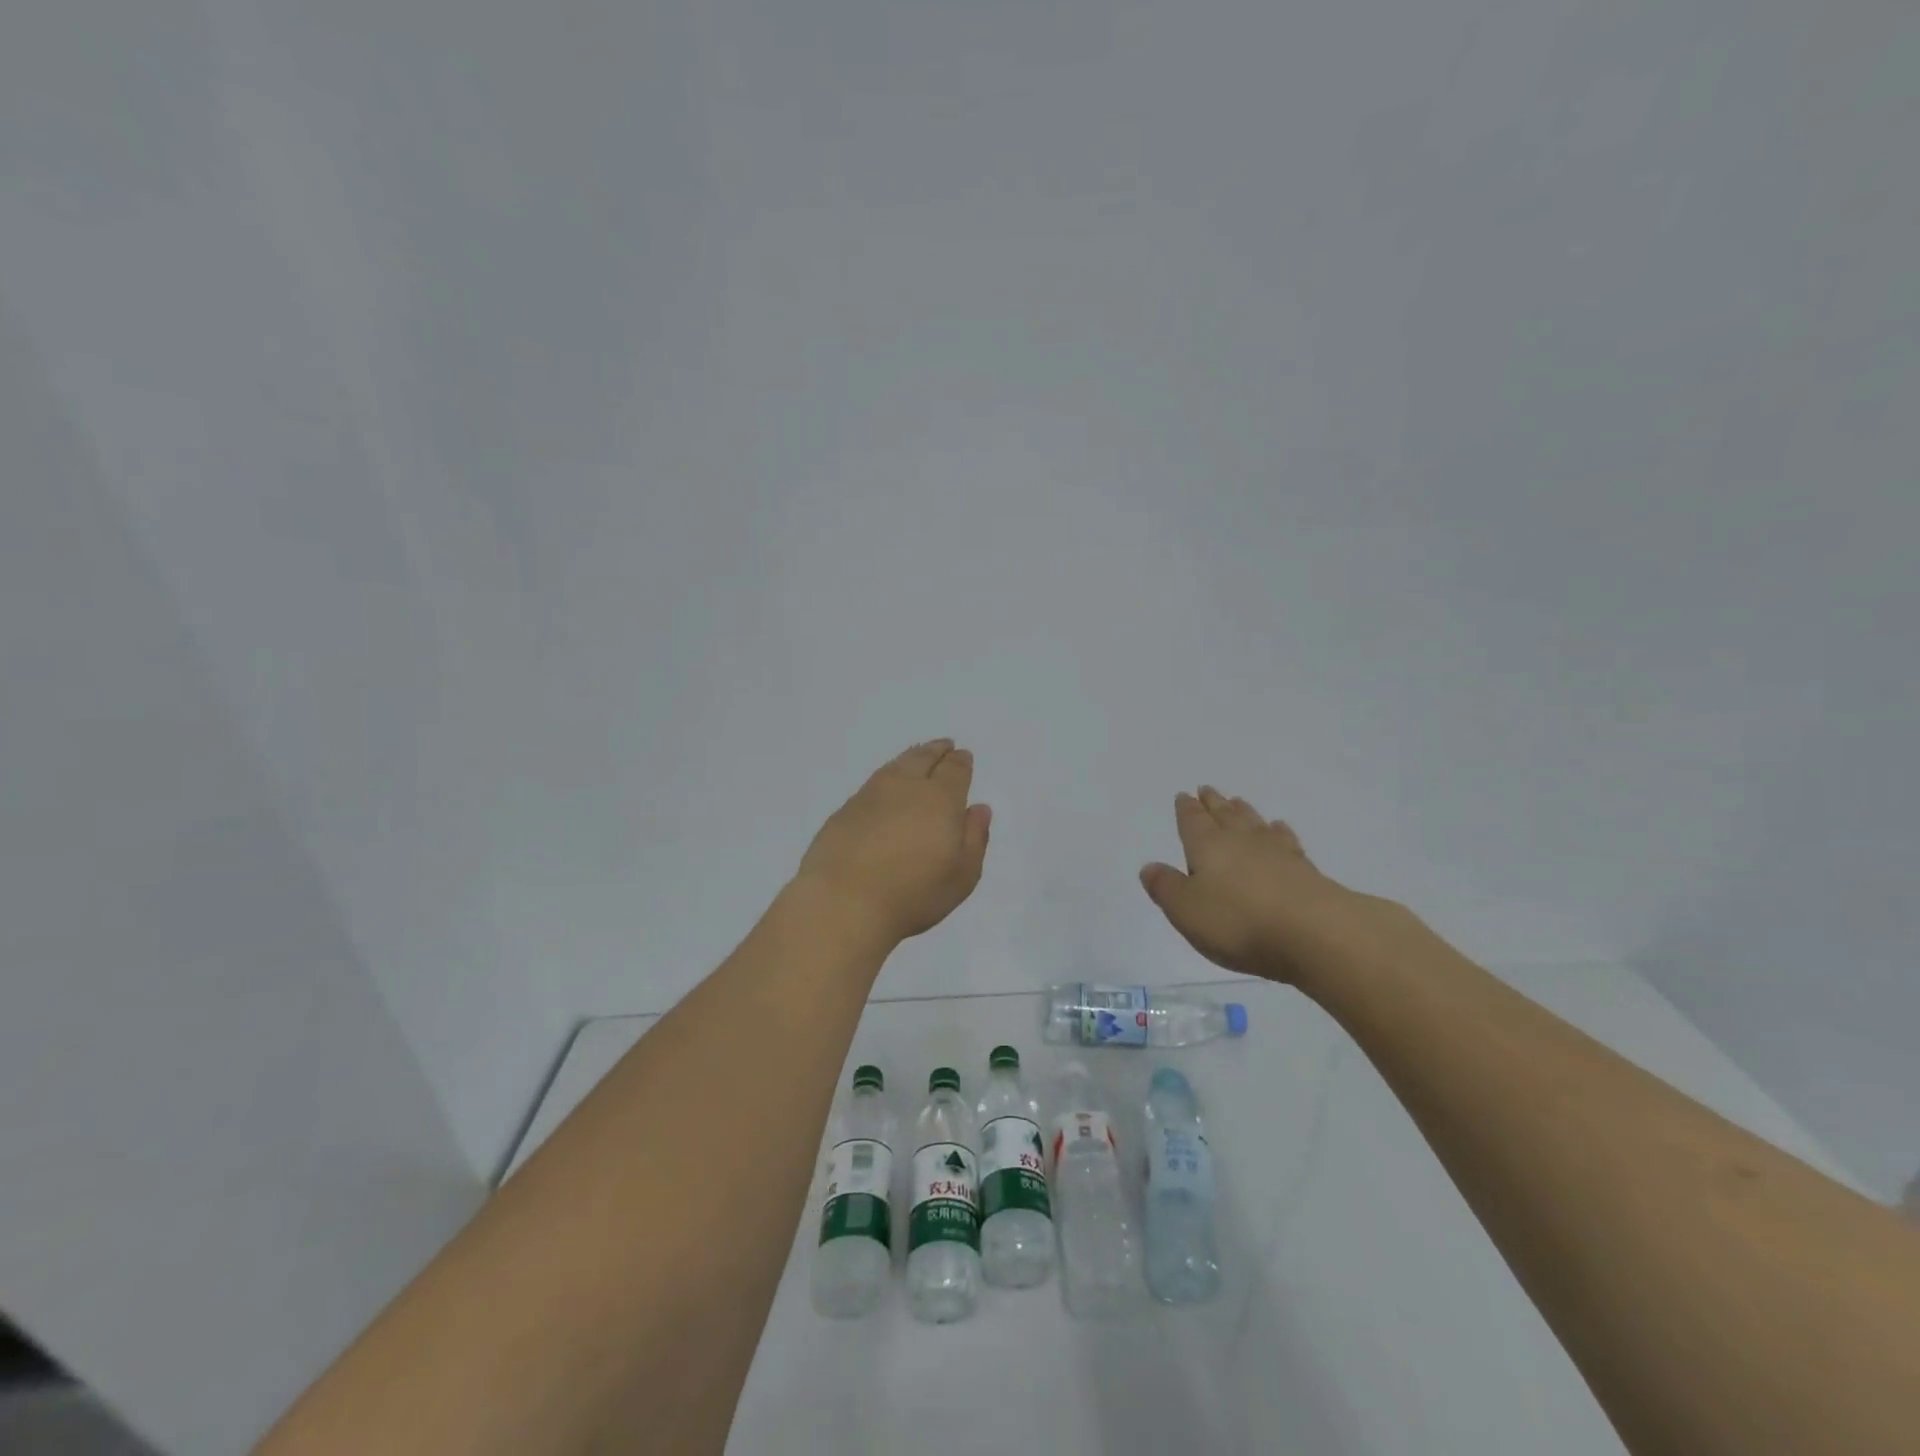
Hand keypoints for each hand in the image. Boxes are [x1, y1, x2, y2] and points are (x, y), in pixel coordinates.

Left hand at [795, 739, 991, 945]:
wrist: (843, 903)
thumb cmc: (913, 894)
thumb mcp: (962, 875)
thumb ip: (975, 837)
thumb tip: (979, 808)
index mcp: (940, 799)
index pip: (954, 770)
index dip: (961, 762)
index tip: (963, 756)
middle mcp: (905, 787)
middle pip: (923, 758)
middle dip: (936, 750)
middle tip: (943, 745)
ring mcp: (870, 796)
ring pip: (895, 766)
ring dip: (910, 758)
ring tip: (917, 756)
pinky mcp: (844, 811)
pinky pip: (872, 783)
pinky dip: (886, 777)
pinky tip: (886, 786)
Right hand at [1139, 786, 1422, 986]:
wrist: (1316, 933)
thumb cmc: (1239, 922)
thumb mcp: (1186, 910)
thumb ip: (1166, 887)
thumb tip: (1149, 867)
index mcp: (1207, 846)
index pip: (1193, 821)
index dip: (1186, 809)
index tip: (1184, 796)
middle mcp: (1240, 841)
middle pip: (1224, 815)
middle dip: (1213, 803)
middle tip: (1207, 790)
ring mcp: (1276, 852)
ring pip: (1254, 823)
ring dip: (1243, 812)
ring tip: (1237, 802)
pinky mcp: (1305, 869)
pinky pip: (1285, 841)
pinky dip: (1279, 832)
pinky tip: (1279, 828)